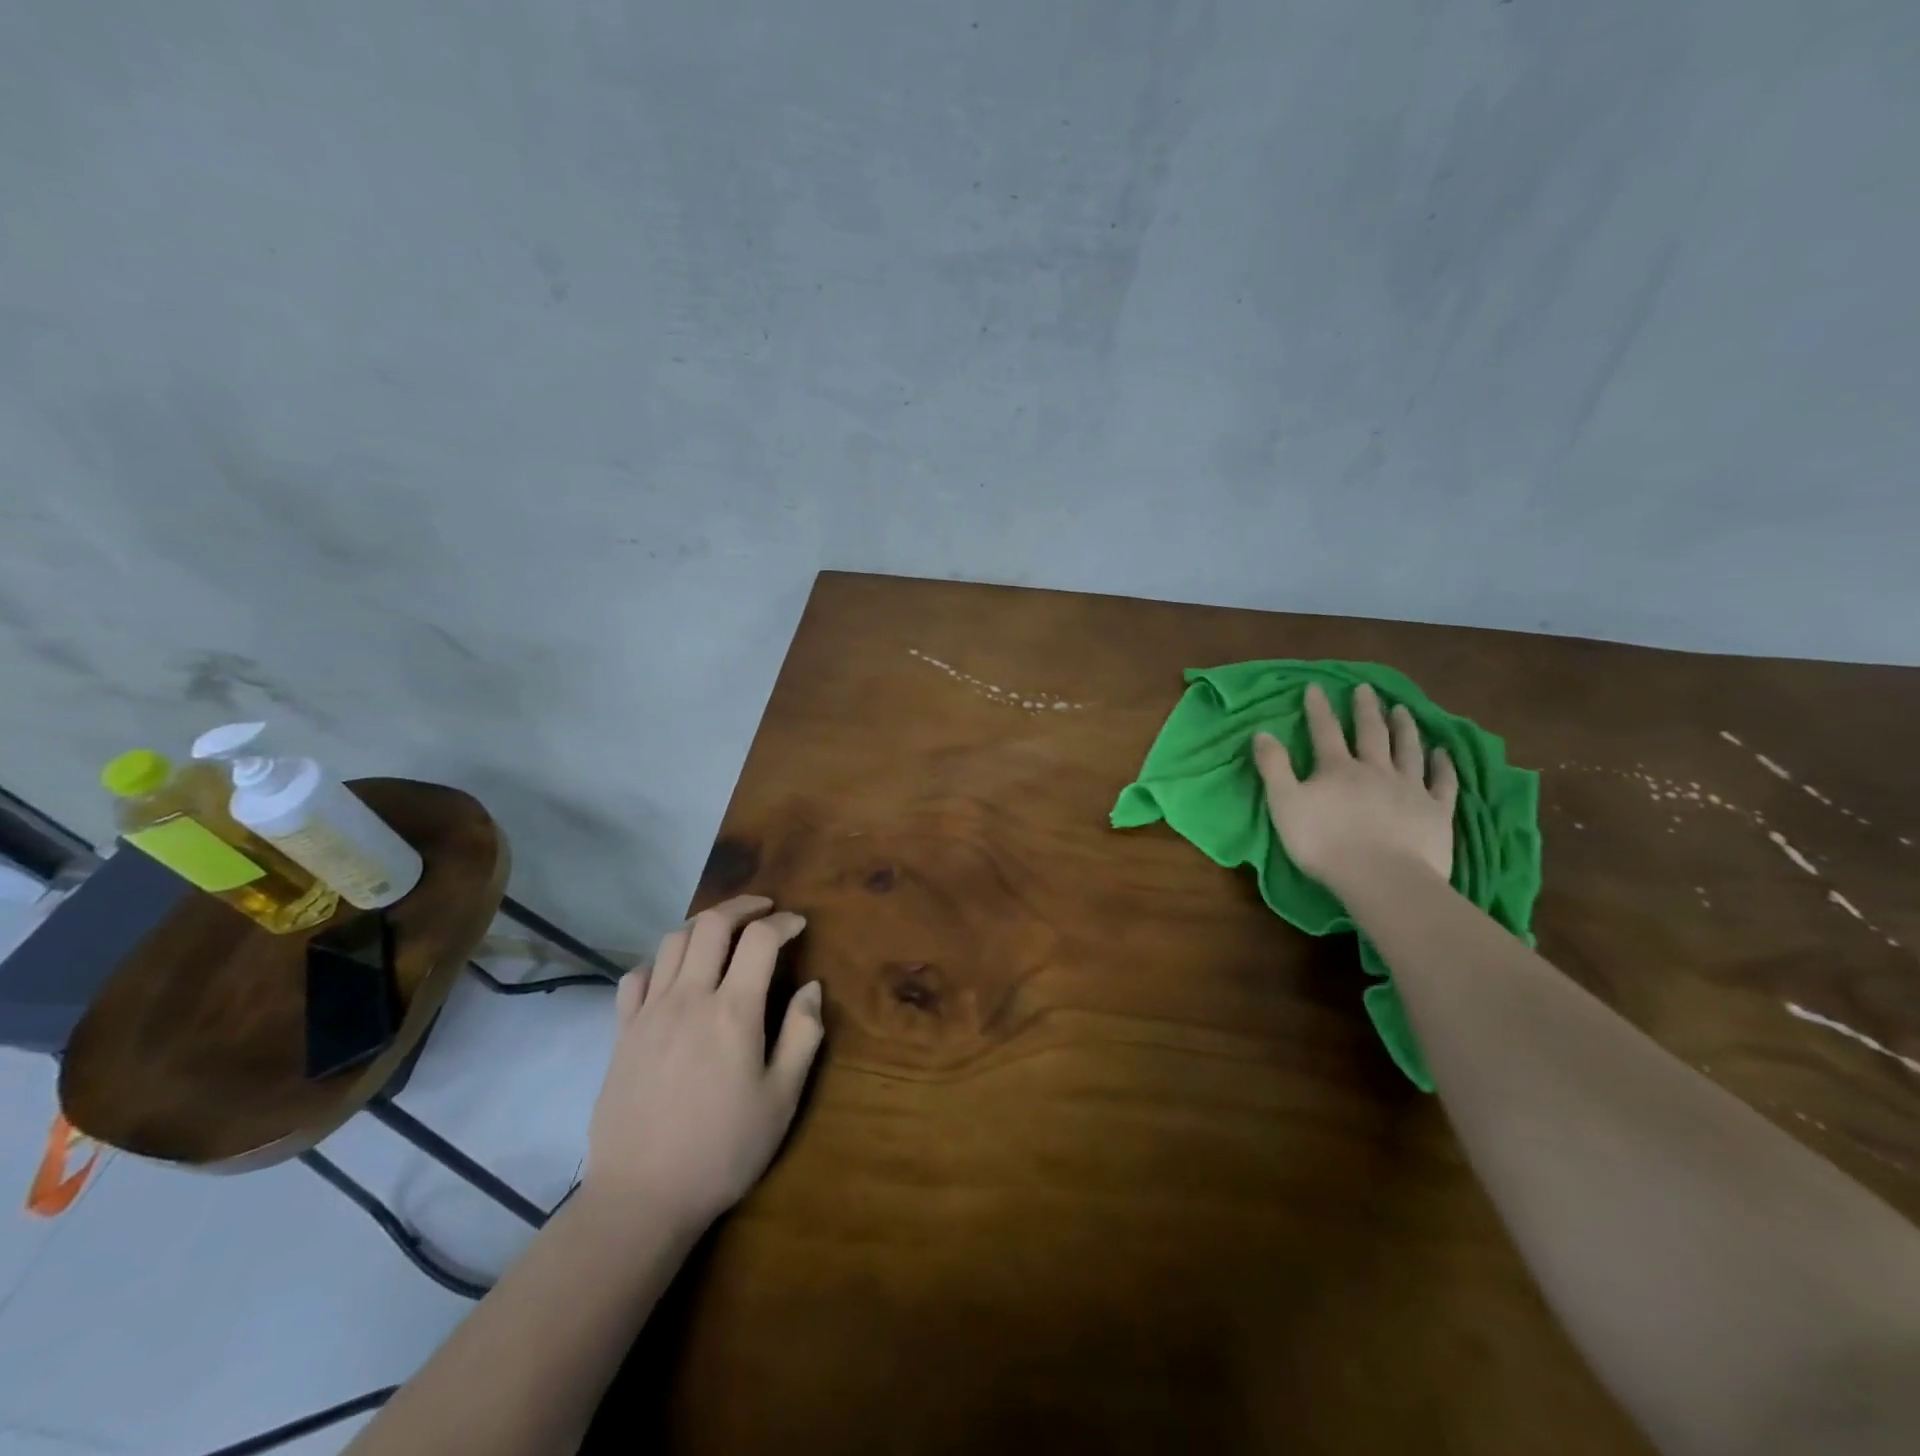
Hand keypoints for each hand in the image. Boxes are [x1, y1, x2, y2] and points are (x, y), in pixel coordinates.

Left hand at [585, 895, 824, 1232]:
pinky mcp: (621, 1033)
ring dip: (703, 926)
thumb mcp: (781, 1099)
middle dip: (743, 906)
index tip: (798, 925)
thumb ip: (802, 1036)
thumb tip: (812, 988)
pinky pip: (636, 977)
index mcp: (733, 1012)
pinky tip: (673, 976)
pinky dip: (659, 962)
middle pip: (712, 924)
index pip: (760, 940)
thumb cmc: (723, 1150)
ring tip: (723, 934)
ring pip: (672, 941)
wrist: (641, 1198)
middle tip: (765, 910)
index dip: (784, 923)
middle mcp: (689, 998)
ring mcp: (649, 1013)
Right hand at [1253, 682, 1457, 892]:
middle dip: (1366, 709)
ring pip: (1408, 750)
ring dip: (1404, 727)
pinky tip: (1443, 753)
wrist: (1382, 877)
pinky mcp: (1436, 811)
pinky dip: (1442, 765)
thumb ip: (1274, 767)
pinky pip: (1442, 782)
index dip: (1319, 708)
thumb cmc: (1324, 843)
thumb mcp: (1284, 804)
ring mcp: (1410, 788)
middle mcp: (1375, 770)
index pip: (1325, 731)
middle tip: (1366, 689)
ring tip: (1402, 709)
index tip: (1316, 686)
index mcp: (1337, 769)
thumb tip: (1262, 732)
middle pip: (1371, 733)